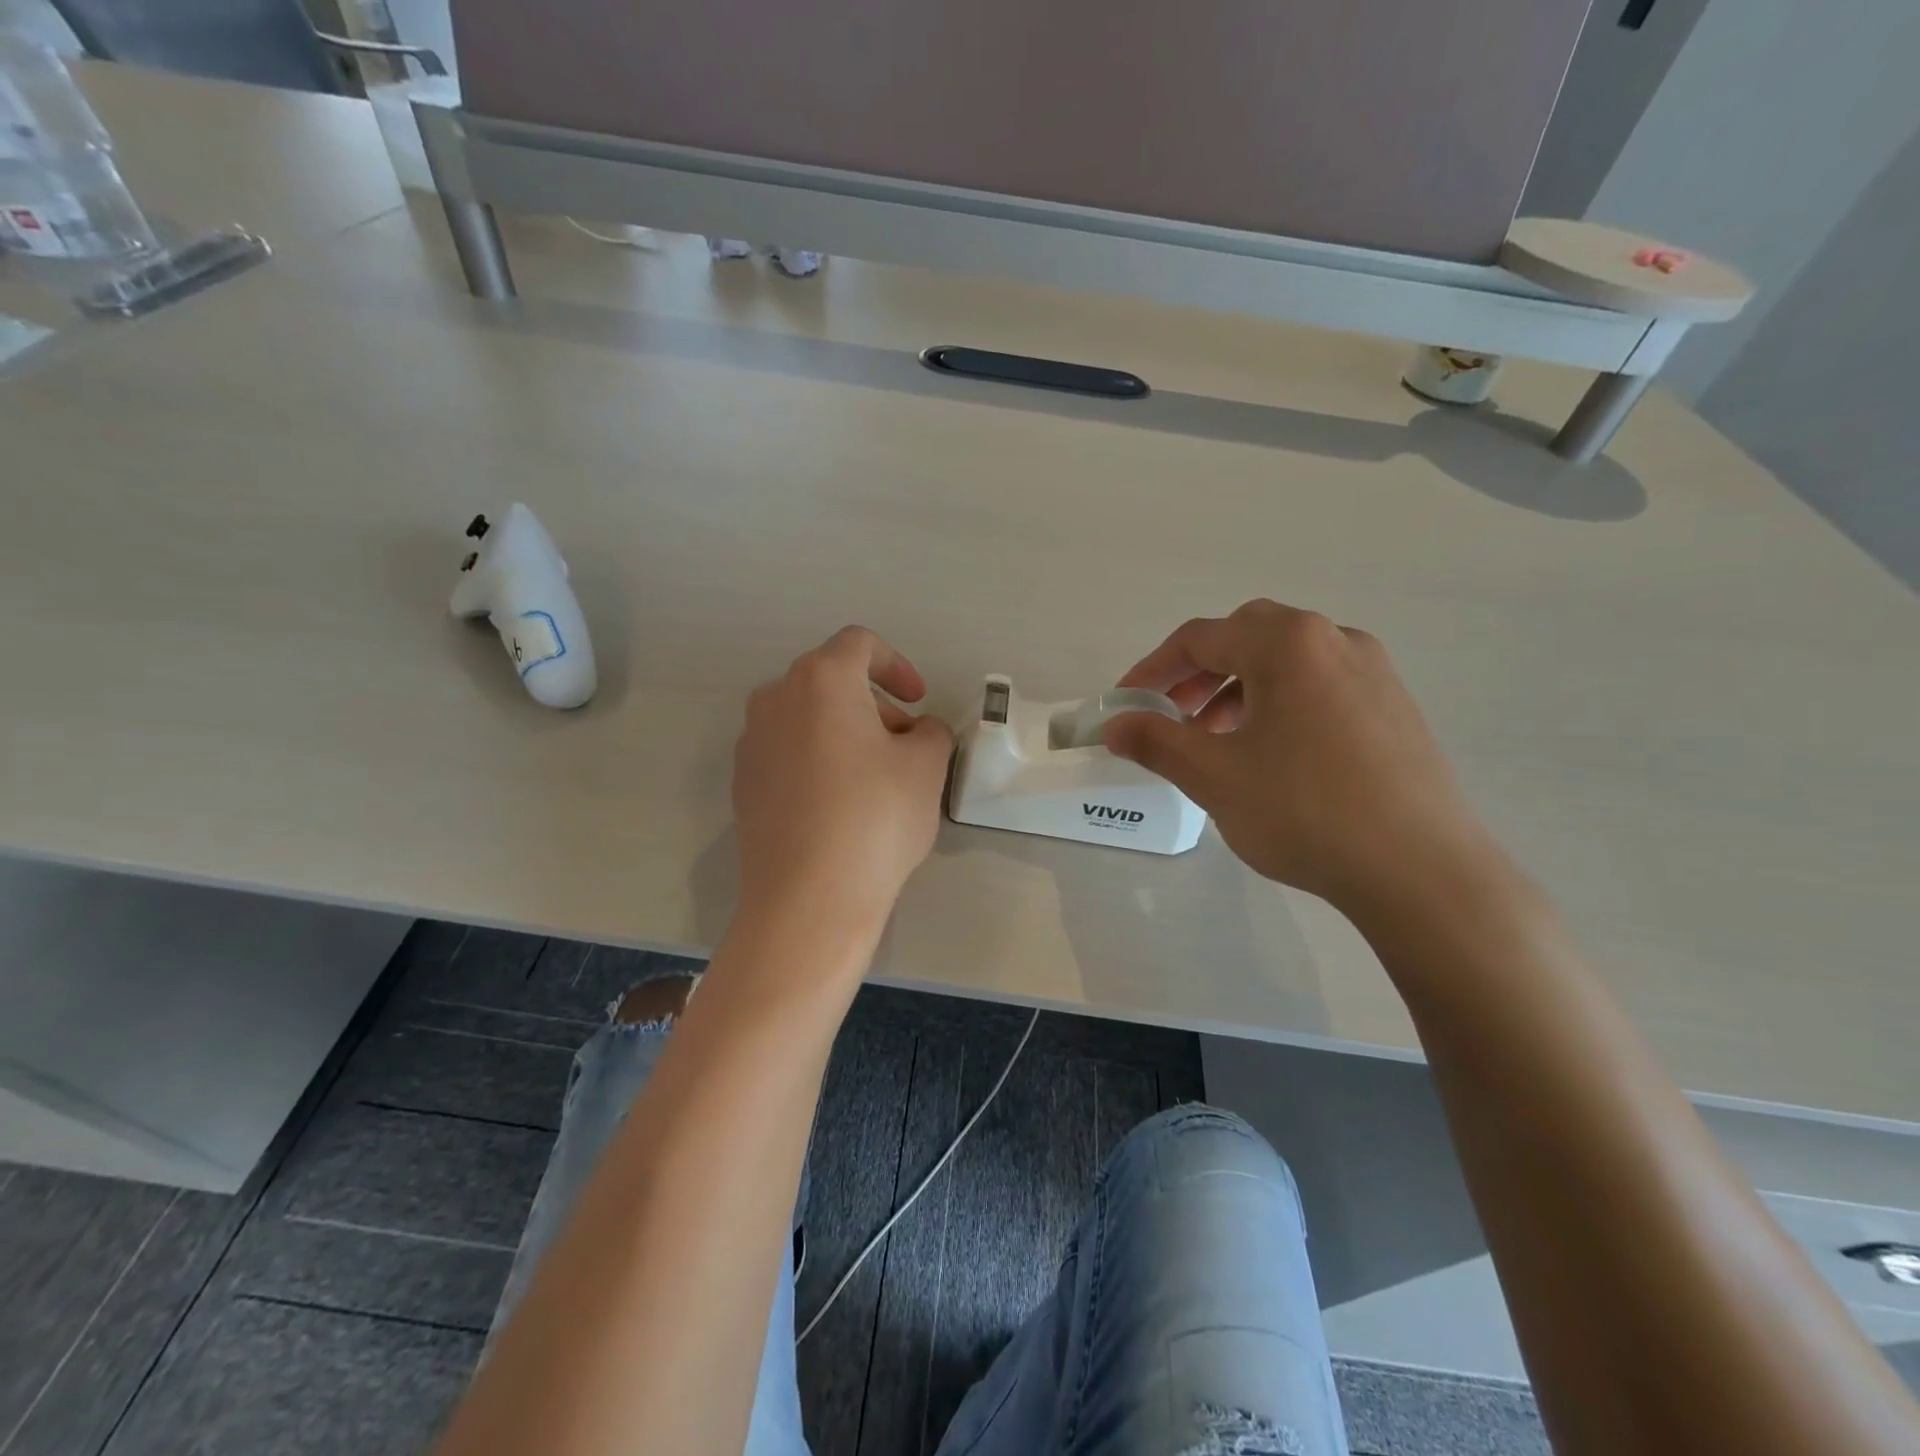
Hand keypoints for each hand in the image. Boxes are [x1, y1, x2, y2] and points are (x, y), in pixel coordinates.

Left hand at [732, 627, 953, 936]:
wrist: (808, 897)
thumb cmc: (875, 817)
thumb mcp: (926, 766)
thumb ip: (931, 732)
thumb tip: (916, 733)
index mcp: (820, 680)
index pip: (860, 645)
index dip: (897, 665)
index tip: (918, 700)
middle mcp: (775, 699)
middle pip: (831, 681)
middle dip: (875, 704)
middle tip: (905, 744)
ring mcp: (751, 743)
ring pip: (807, 718)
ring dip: (845, 732)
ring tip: (875, 777)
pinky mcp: (743, 784)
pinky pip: (787, 753)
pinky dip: (818, 760)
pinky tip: (839, 805)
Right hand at [1103, 600, 1497, 917]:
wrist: (1421, 871)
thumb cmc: (1304, 810)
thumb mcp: (1213, 776)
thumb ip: (1155, 741)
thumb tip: (1115, 726)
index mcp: (1288, 643)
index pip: (1200, 638)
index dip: (1152, 669)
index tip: (1125, 703)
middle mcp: (1335, 640)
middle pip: (1246, 638)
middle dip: (1198, 672)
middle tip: (1173, 714)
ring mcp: (1374, 673)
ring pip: (1286, 663)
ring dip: (1238, 688)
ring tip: (1217, 740)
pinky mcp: (1395, 708)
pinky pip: (1320, 687)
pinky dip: (1280, 704)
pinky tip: (1272, 755)